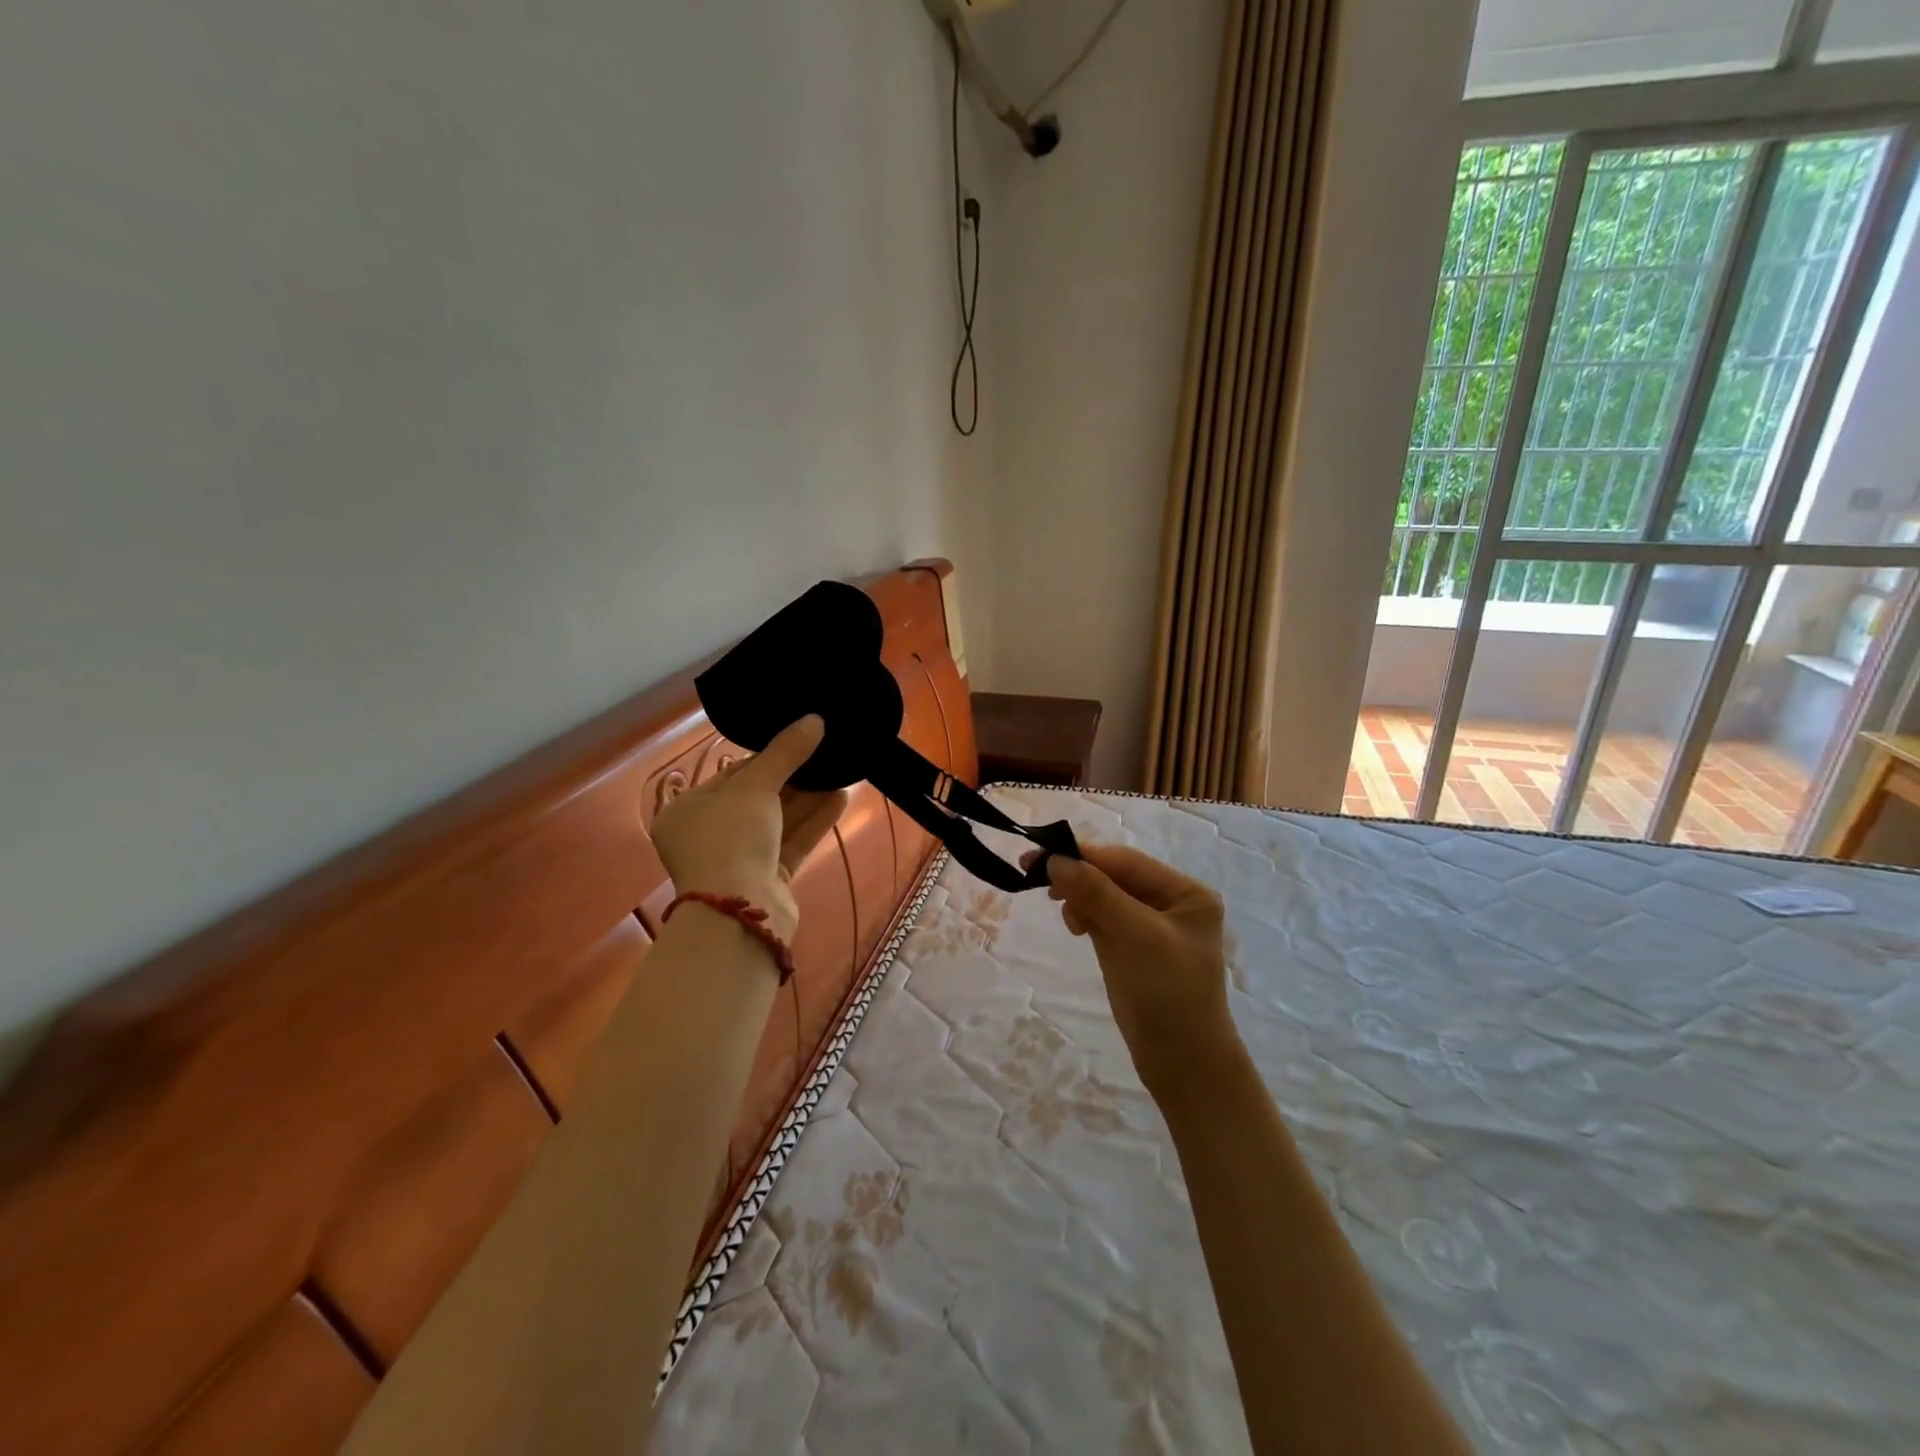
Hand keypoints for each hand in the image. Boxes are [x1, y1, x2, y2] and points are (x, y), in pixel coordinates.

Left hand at [652, 716, 848, 941]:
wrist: (738, 913)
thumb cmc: (730, 838)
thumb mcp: (755, 786)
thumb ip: (785, 752)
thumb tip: (815, 719)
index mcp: (688, 811)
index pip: (732, 775)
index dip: (767, 757)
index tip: (798, 740)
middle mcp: (709, 836)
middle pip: (757, 798)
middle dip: (793, 778)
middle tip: (825, 753)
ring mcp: (739, 860)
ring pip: (778, 821)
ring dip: (808, 798)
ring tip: (841, 771)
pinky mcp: (767, 880)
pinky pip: (792, 843)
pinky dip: (814, 821)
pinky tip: (841, 798)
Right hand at [1041, 844, 1237, 1095]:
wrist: (1182, 1063)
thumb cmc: (1168, 993)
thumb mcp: (1135, 935)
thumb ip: (1096, 893)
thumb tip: (1055, 859)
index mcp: (1185, 892)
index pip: (1126, 861)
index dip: (1083, 856)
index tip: (1039, 855)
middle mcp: (1170, 902)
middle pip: (1114, 876)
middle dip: (1078, 876)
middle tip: (1033, 876)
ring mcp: (1150, 926)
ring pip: (1104, 896)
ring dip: (1079, 897)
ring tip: (1067, 917)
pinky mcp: (1131, 948)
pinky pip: (1102, 918)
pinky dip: (1084, 915)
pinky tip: (1075, 926)